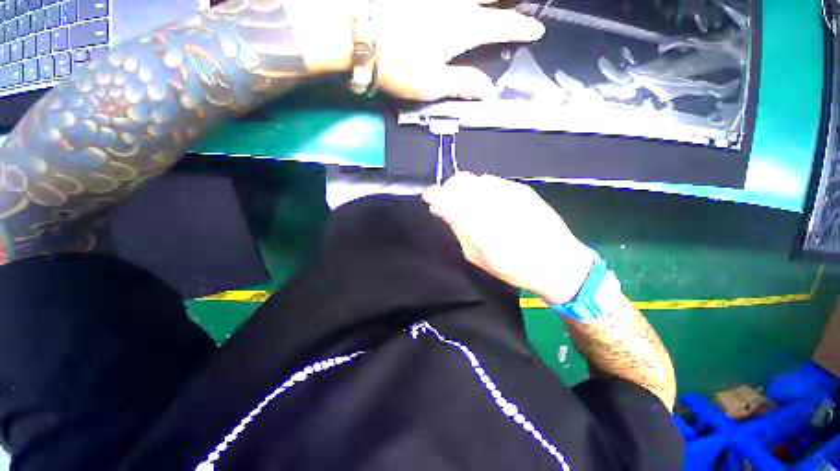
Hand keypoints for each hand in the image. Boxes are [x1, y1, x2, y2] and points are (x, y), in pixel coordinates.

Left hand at [373, 0, 544, 99]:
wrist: (359, 34)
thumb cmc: (399, 65)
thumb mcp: (432, 84)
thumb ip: (463, 84)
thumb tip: (489, 92)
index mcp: (464, 27)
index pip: (502, 25)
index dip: (521, 28)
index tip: (536, 29)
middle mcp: (456, 1)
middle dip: (508, 1)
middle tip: (520, 5)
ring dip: (486, 0)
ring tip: (491, 6)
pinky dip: (461, 3)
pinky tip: (460, 8)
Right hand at [423, 173, 595, 304]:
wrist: (558, 262)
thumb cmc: (513, 267)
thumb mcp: (476, 256)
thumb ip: (457, 228)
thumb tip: (439, 208)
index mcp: (479, 224)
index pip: (448, 198)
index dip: (435, 194)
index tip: (429, 198)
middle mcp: (493, 202)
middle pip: (461, 181)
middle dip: (450, 189)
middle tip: (449, 203)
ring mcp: (510, 192)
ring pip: (476, 179)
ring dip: (467, 189)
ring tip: (470, 205)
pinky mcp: (522, 189)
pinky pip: (492, 181)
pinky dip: (483, 189)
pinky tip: (488, 203)